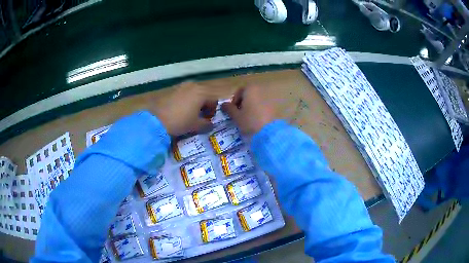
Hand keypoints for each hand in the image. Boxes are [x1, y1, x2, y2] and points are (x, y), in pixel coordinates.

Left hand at [155, 82, 216, 135]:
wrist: (155, 119)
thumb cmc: (179, 121)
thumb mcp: (195, 125)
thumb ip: (207, 124)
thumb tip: (211, 125)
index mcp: (201, 92)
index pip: (214, 100)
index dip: (213, 111)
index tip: (207, 120)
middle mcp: (193, 85)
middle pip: (205, 94)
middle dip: (205, 106)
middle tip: (200, 117)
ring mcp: (181, 86)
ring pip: (194, 93)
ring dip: (196, 103)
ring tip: (190, 114)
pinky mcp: (172, 89)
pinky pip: (184, 94)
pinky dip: (186, 101)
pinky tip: (180, 111)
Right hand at [221, 85, 276, 133]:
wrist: (268, 133)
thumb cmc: (249, 121)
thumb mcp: (236, 116)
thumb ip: (228, 108)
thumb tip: (223, 104)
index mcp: (250, 89)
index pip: (239, 91)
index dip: (234, 100)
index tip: (232, 110)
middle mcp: (260, 91)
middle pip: (248, 95)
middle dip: (242, 103)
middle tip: (238, 114)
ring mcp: (269, 99)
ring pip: (256, 101)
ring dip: (250, 107)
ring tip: (247, 119)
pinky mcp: (274, 107)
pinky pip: (262, 106)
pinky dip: (258, 111)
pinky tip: (255, 121)